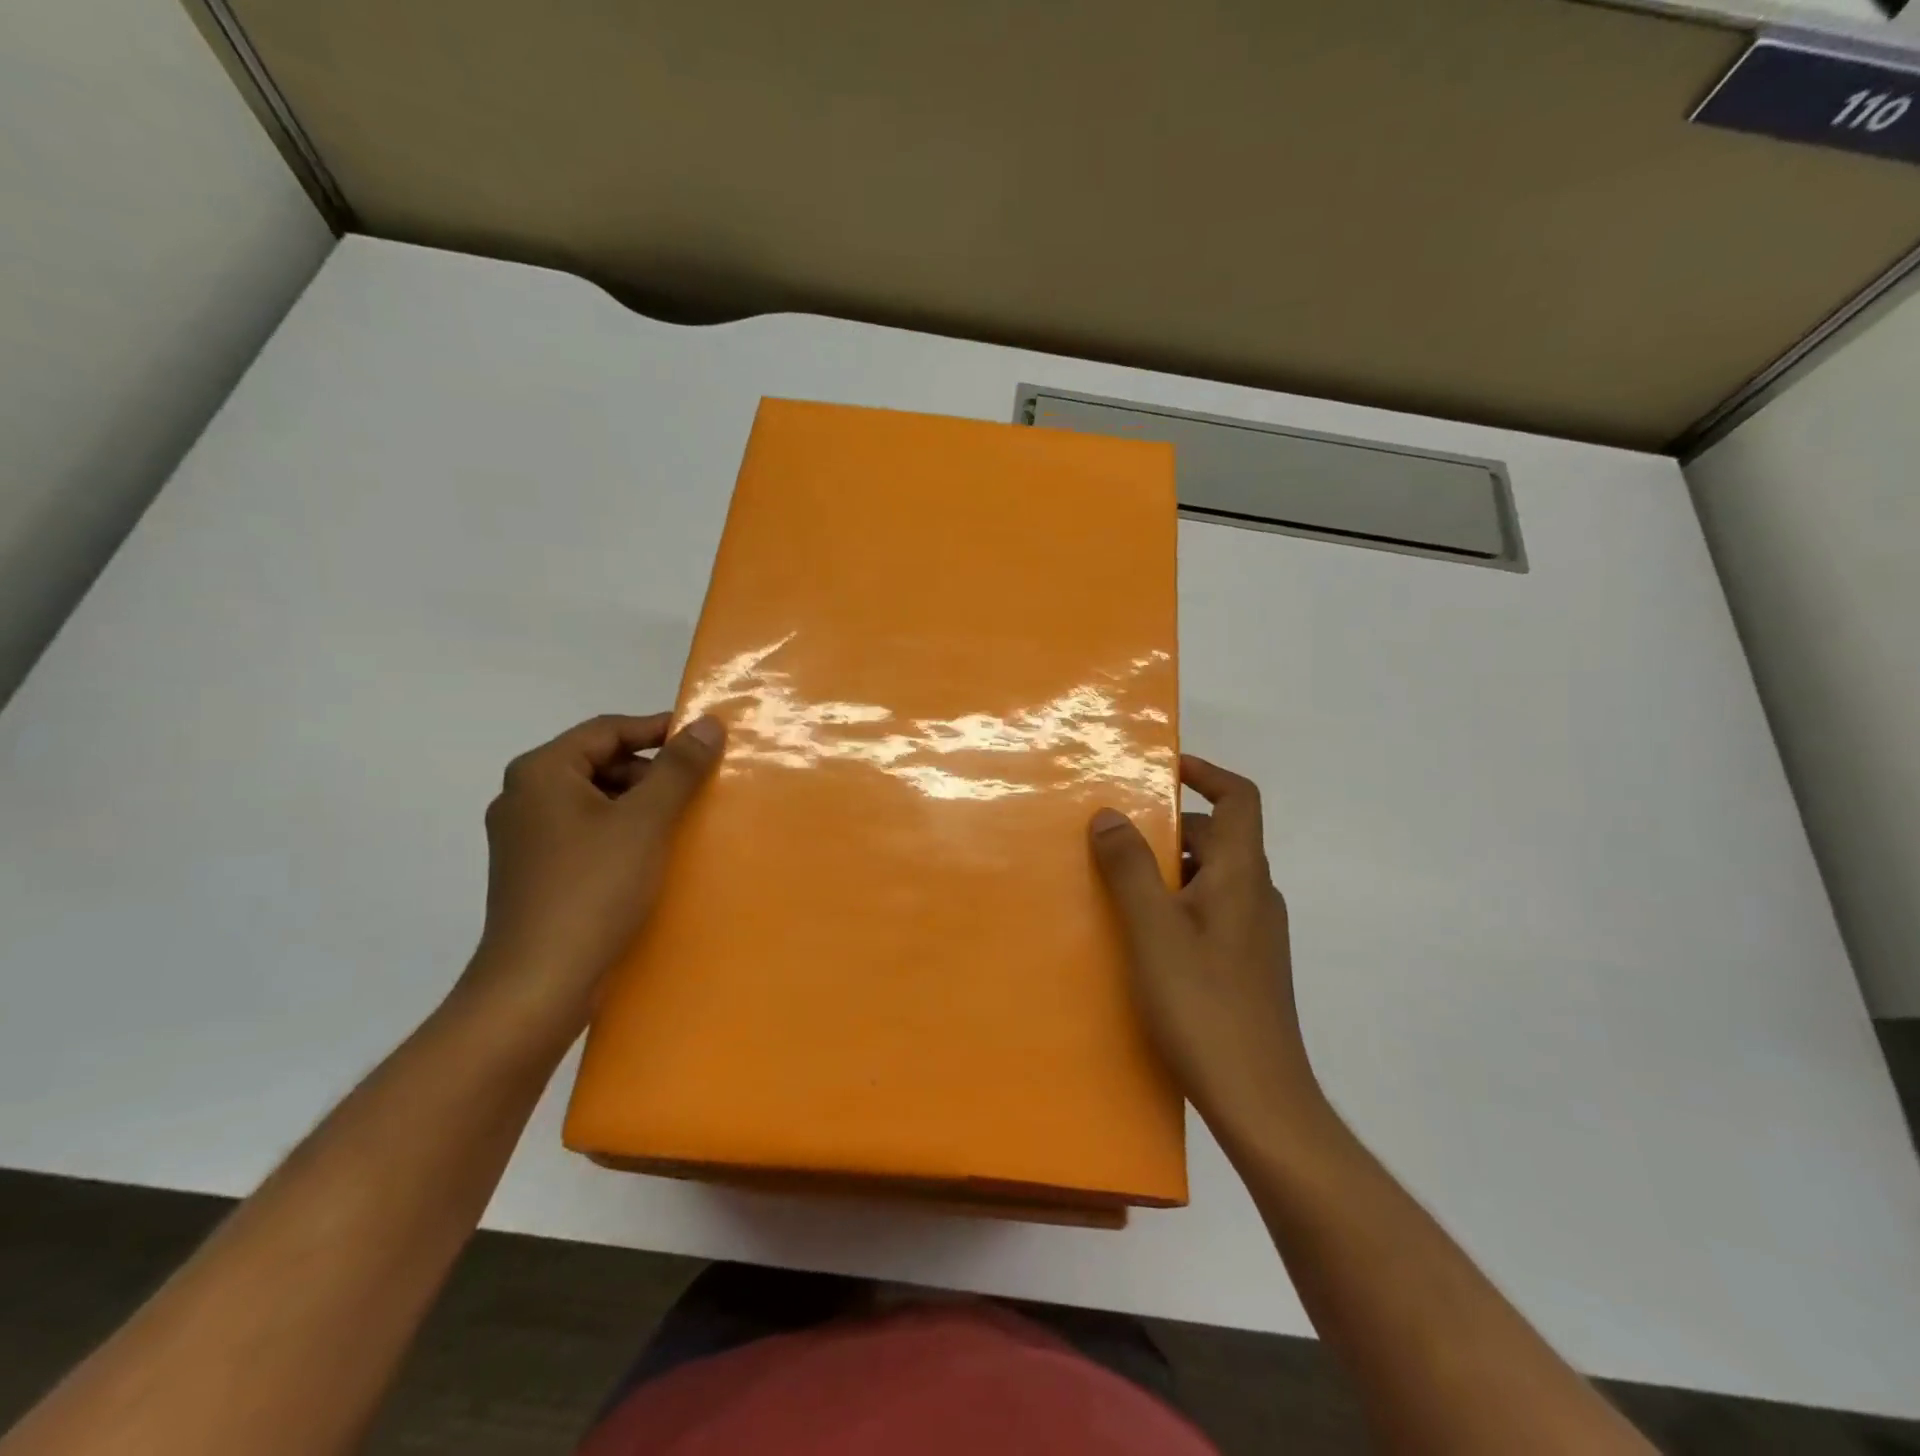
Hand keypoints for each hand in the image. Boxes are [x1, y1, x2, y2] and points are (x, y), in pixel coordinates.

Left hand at [457, 712, 723, 1052]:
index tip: (704, 742)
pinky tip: (653, 856)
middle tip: (697, 788)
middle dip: (651, 771)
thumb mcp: (646, 821)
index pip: (607, 730)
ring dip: (640, 804)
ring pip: (595, 800)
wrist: (538, 984)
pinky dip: (621, 833)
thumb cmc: (593, 889)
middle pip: (599, 763)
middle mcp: (525, 797)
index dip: (658, 729)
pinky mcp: (535, 873)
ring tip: (682, 823)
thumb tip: (707, 723)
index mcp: (542, 773)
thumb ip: (678, 768)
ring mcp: (525, 838)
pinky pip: (586, 833)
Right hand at [1089, 755, 1324, 1140]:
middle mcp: (1256, 895)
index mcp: (1242, 875)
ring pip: (1211, 877)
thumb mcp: (1154, 930)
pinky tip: (1142, 935)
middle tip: (1116, 835)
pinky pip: (1210, 910)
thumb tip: (1109, 814)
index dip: (1206, 773)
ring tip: (1117, 884)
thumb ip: (1130, 868)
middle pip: (1219, 836)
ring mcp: (1255, 933)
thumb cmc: (1204, 1005)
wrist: (1260, 1100)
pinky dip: (1177, 902)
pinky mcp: (1246, 965)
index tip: (1163, 768)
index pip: (1239, 799)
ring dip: (1169, 868)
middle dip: (1169, 827)